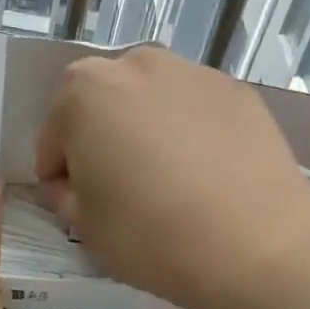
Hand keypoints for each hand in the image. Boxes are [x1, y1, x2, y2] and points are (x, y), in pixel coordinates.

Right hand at [34, 45, 309, 308]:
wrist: (256, 244)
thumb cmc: (150, 234)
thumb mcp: (84, 225)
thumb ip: (64, 194)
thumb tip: (74, 184)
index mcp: (83, 90)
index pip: (53, 136)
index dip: (59, 175)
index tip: (76, 205)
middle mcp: (136, 63)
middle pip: (102, 105)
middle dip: (101, 140)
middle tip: (120, 189)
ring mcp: (193, 72)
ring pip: (150, 102)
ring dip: (145, 131)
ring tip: (167, 181)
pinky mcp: (238, 91)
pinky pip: (194, 111)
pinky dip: (189, 133)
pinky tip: (206, 176)